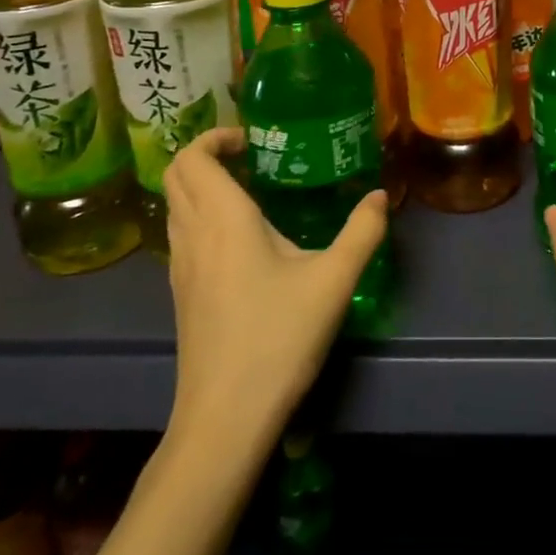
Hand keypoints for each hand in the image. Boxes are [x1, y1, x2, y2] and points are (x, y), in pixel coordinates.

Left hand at [163, 128, 387, 445]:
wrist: (225, 417)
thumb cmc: (278, 338)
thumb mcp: (334, 281)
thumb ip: (362, 232)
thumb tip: (380, 195)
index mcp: (223, 219)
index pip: (192, 157)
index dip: (214, 136)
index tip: (252, 140)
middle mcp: (193, 235)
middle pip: (176, 175)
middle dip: (207, 154)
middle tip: (252, 157)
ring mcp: (180, 267)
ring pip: (175, 206)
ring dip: (201, 185)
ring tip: (249, 190)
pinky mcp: (182, 294)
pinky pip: (182, 233)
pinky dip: (201, 215)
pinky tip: (241, 239)